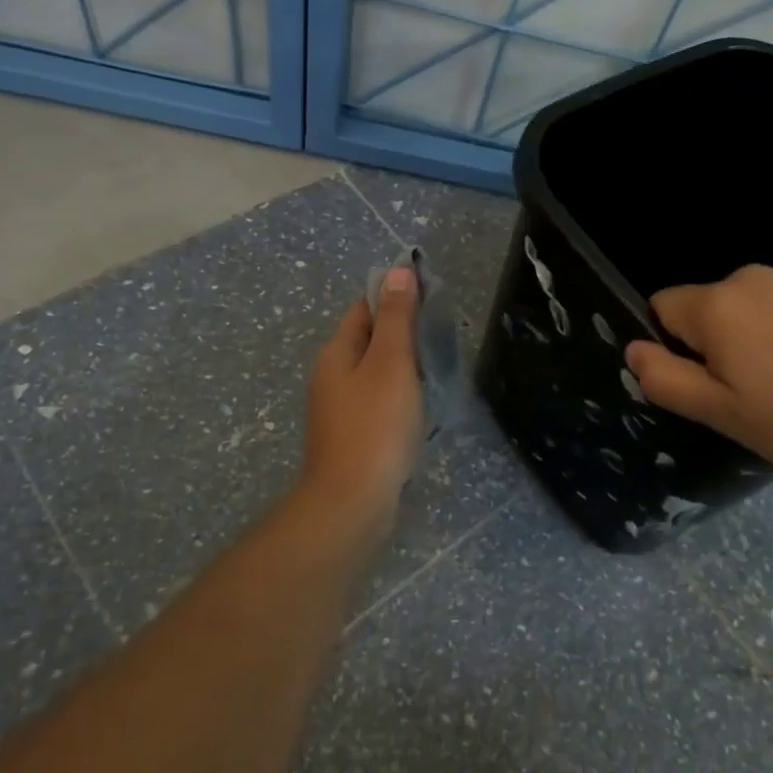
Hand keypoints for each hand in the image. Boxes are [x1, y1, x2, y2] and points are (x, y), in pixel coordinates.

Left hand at [300, 267, 425, 532]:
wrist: (353, 501)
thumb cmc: (375, 425)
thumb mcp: (391, 363)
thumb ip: (396, 318)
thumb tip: (397, 270)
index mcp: (336, 353)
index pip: (363, 308)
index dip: (394, 296)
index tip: (430, 296)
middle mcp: (331, 377)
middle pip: (367, 340)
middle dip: (400, 331)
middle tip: (441, 332)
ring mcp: (338, 410)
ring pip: (373, 373)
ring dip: (401, 366)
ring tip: (436, 367)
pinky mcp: (351, 437)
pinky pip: (377, 402)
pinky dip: (398, 396)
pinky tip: (419, 407)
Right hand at [624, 265, 772, 481]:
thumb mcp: (723, 414)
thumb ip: (666, 380)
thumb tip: (632, 350)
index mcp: (717, 304)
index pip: (660, 309)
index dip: (671, 350)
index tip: (706, 386)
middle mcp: (752, 278)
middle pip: (705, 310)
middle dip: (713, 349)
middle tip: (749, 399)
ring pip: (747, 312)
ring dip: (753, 344)